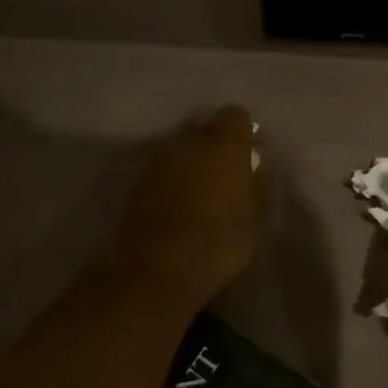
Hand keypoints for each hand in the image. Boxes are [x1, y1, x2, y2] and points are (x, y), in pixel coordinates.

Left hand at [113, 107, 257, 310]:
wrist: (157, 270)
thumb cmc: (217, 244)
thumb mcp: (251, 220)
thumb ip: (248, 188)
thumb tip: (245, 175)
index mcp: (224, 145)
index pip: (235, 116)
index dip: (241, 133)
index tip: (245, 154)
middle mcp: (189, 142)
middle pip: (203, 129)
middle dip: (212, 146)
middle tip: (221, 174)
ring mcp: (158, 160)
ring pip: (179, 149)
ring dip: (188, 163)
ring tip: (197, 193)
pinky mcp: (137, 182)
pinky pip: (161, 171)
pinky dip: (169, 182)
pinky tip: (175, 207)